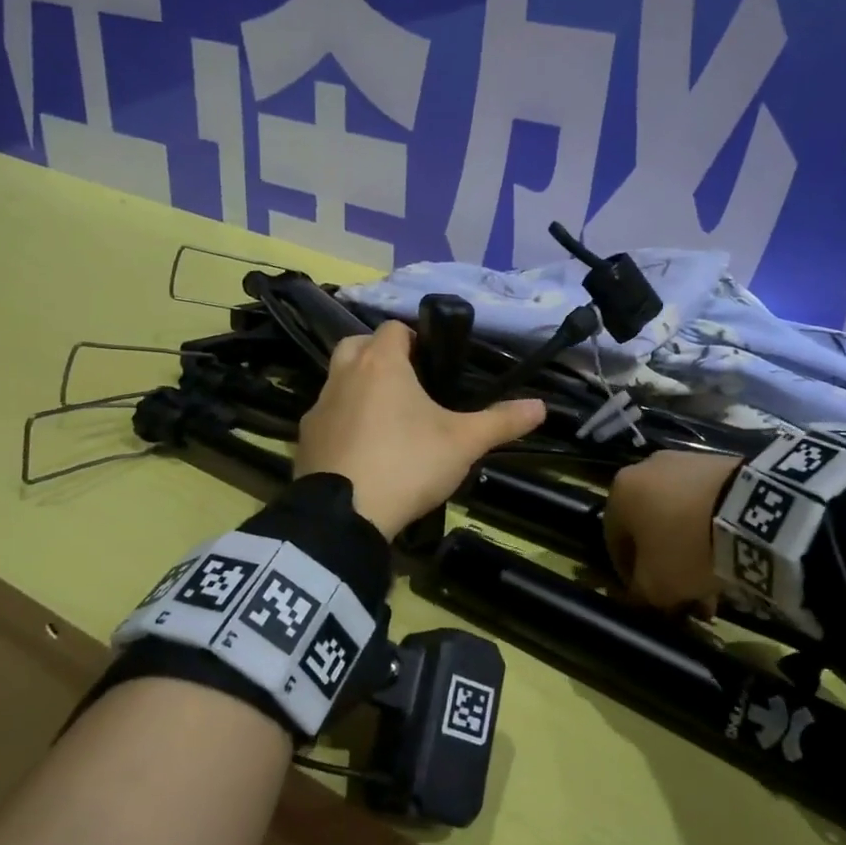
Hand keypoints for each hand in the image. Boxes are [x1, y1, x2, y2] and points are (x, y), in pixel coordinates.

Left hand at [295, 320, 545, 540]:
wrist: (344, 515)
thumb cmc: (408, 463)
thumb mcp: (463, 443)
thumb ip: (502, 422)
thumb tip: (541, 406)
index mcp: (381, 363)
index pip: (393, 328)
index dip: (414, 339)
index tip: (432, 364)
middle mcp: (344, 375)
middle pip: (357, 345)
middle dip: (379, 356)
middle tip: (407, 385)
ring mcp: (318, 407)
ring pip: (338, 381)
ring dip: (359, 389)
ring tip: (387, 422)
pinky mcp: (304, 439)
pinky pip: (327, 418)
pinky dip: (343, 424)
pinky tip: (363, 452)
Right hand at [604, 450, 742, 616]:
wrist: (749, 510)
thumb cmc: (685, 547)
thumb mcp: (654, 585)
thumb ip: (639, 592)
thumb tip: (640, 593)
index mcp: (619, 492)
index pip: (614, 541)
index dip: (629, 575)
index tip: (648, 598)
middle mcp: (645, 469)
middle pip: (650, 528)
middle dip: (665, 565)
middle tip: (685, 596)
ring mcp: (684, 462)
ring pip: (679, 516)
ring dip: (690, 550)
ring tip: (714, 584)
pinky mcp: (719, 462)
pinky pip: (705, 502)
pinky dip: (711, 529)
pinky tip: (730, 556)